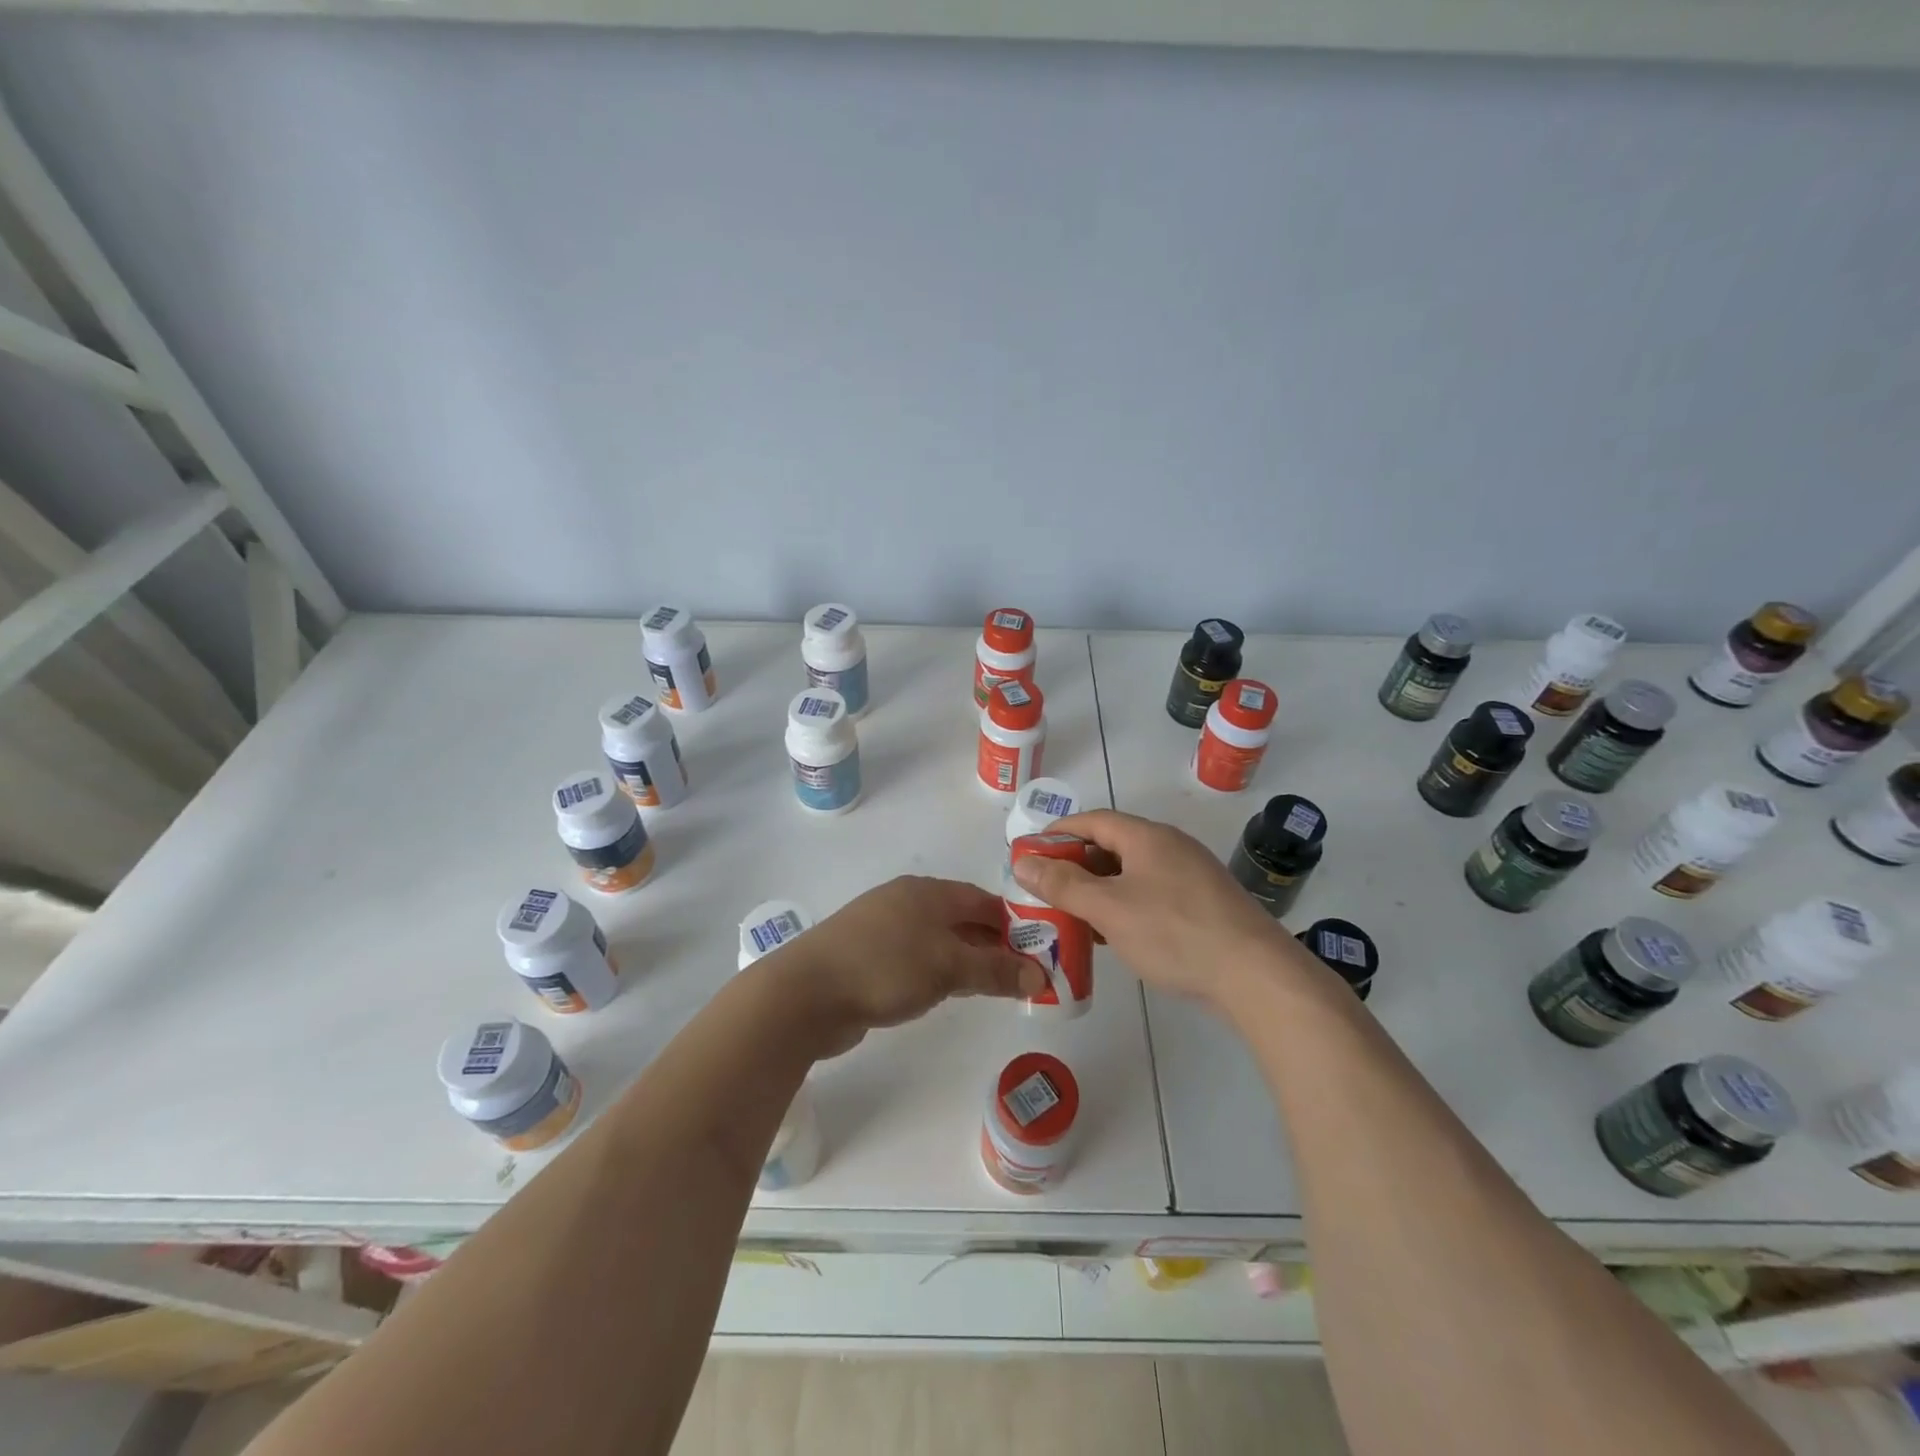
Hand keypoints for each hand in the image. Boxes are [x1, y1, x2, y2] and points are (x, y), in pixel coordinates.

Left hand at [775, 876, 1046, 1056]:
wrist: (806, 993)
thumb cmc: (885, 967)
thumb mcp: (949, 968)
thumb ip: (995, 970)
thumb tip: (1041, 975)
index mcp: (928, 892)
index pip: (983, 901)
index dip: (1014, 923)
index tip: (1040, 950)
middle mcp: (907, 901)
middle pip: (962, 918)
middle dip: (993, 944)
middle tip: (1023, 974)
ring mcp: (883, 928)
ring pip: (938, 939)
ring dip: (966, 960)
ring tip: (993, 987)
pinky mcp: (867, 955)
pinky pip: (916, 958)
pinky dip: (938, 971)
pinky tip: (946, 993)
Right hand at [1011, 809, 1309, 1008]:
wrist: (1256, 975)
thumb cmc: (1174, 932)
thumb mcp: (1109, 908)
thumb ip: (1063, 884)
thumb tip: (1023, 861)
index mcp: (1148, 837)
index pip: (1094, 820)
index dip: (1059, 832)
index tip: (1031, 850)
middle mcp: (1171, 847)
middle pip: (1113, 845)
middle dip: (1076, 864)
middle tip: (1047, 887)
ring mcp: (1192, 876)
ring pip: (1133, 873)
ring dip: (1100, 888)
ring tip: (1073, 913)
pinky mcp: (1204, 905)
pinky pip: (1152, 894)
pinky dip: (1125, 905)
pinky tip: (1114, 934)